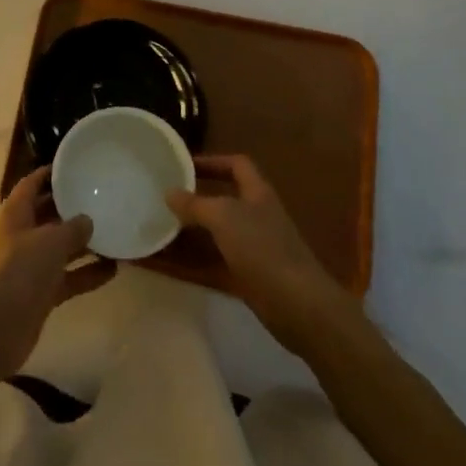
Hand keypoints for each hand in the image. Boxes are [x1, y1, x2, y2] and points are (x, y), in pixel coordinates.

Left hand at [0, 167, 115, 383]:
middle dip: (71, 208)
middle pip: (48, 215)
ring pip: (61, 248)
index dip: (49, 173)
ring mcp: (31, 266)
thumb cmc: (21, 271)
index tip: (73, 166)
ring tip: (114, 232)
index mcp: (16, 214)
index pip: (31, 184)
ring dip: (84, 243)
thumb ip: (72, 228)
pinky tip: (114, 269)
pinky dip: (87, 273)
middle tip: (100, 197)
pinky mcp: (41, 293)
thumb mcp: (50, 241)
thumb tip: (88, 220)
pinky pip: (68, 277)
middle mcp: (22, 236)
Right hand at [167, 154, 350, 353]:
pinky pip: (219, 261)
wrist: (298, 305)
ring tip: (167, 226)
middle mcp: (258, 215)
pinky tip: (177, 263)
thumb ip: (195, 204)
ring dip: (197, 228)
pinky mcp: (251, 275)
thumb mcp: (224, 218)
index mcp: (258, 193)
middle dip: (199, 196)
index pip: (236, 164)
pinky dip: (199, 260)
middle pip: (227, 198)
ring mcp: (256, 247)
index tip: (185, 165)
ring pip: (221, 231)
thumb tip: (169, 192)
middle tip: (169, 197)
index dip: (213, 161)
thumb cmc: (263, 248)